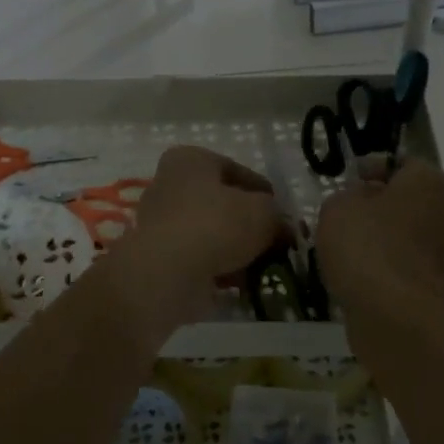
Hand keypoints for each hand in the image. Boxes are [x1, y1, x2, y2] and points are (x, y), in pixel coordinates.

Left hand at [105, 146, 284, 339]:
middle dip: (249, 223)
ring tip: (264, 266)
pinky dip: (220, 268)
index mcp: (190, 160)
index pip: (236, 170)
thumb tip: (283, 228)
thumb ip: (277, 216)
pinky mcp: (159, 258)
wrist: (167, 273)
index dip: (264, 192)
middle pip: (221, 203)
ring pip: (210, 233)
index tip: (283, 213)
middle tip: (276, 241)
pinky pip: (199, 259)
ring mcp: (160, 223)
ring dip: (236, 249)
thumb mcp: (263, 213)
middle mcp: (169, 185)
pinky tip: (243, 282)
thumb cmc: (216, 225)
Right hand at [316, 157, 443, 319]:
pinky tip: (363, 276)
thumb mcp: (337, 207)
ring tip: (350, 248)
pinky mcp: (440, 288)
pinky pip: (410, 268)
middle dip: (383, 206)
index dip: (377, 168)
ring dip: (387, 239)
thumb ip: (347, 196)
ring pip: (412, 236)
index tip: (353, 180)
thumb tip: (361, 200)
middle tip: (350, 214)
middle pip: (413, 201)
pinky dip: (390, 268)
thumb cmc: (365, 246)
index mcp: (428, 183)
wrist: (392, 314)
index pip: (406, 164)